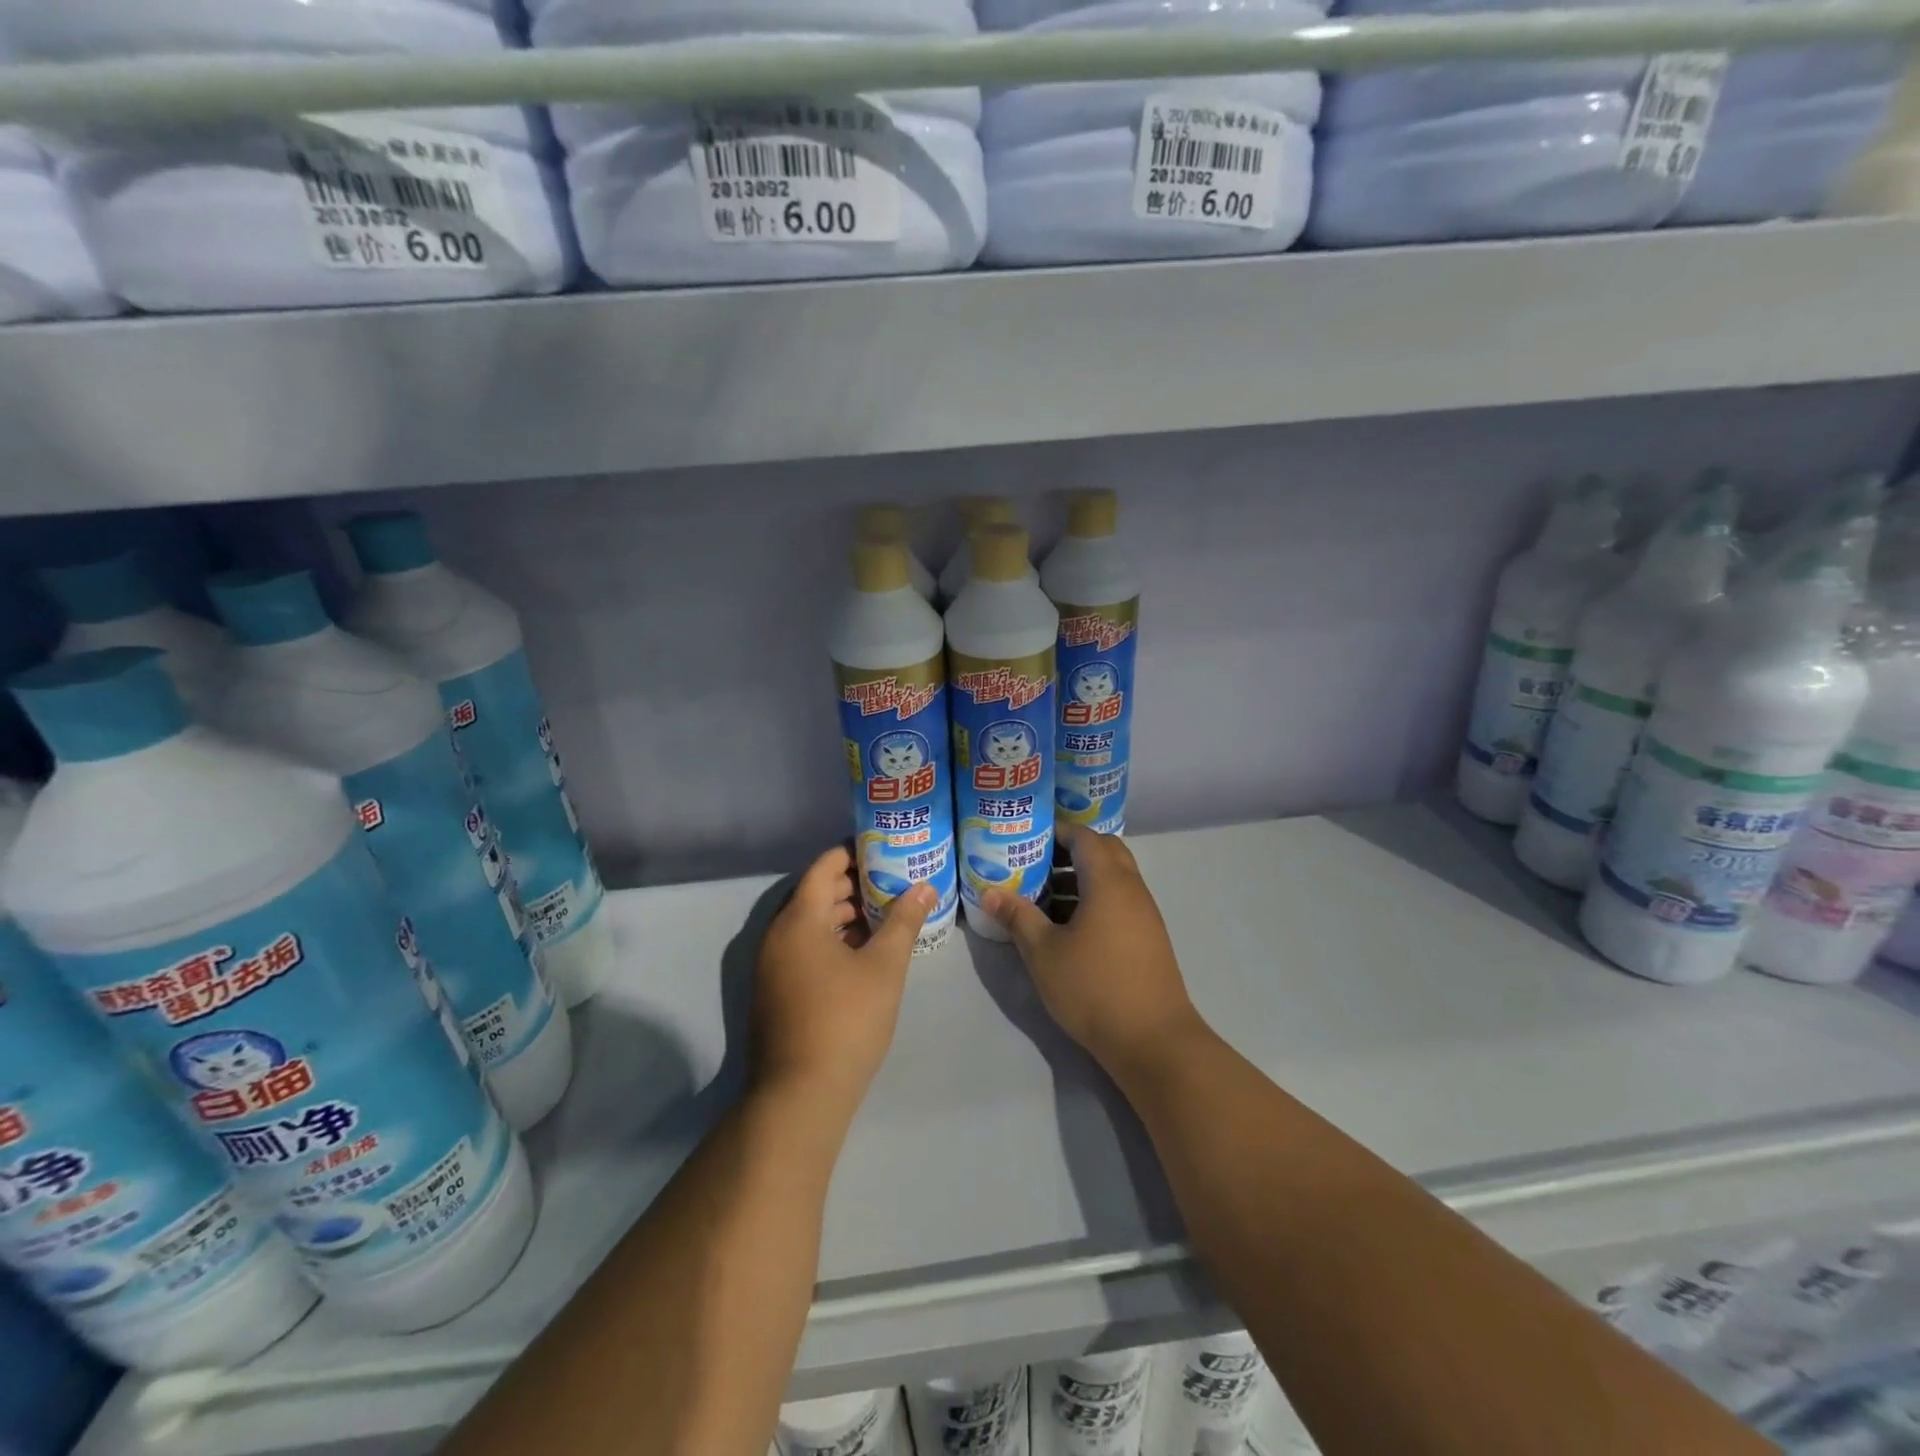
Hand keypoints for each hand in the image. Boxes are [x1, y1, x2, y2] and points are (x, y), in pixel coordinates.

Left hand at [752, 845, 934, 1115]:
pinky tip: (865, 951)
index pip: (824, 867)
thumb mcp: (884, 967)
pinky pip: (805, 948)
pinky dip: (834, 940)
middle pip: (817, 893)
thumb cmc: (846, 1020)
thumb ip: (904, 921)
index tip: (885, 847)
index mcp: (799, 920)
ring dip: (846, 914)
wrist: (800, 1095)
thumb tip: (925, 887)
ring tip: (887, 911)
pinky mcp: (777, 991)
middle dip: (855, 883)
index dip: (853, 852)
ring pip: (812, 924)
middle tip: (895, 878)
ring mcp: (773, 966)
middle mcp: (778, 935)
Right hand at [983, 825, 1206, 1080]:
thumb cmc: (1094, 987)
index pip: (1085, 837)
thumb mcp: (1044, 952)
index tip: (1027, 835)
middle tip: (1035, 863)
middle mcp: (1132, 889)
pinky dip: (1093, 901)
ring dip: (1080, 879)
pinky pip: (1118, 902)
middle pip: (1103, 852)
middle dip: (1069, 852)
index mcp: (1109, 882)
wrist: (1153, 1041)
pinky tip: (1066, 928)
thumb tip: (989, 892)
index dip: (1057, 830)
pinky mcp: (1147, 938)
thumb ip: (1017, 917)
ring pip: (1112, 879)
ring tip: (1042, 896)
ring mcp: (1144, 915)